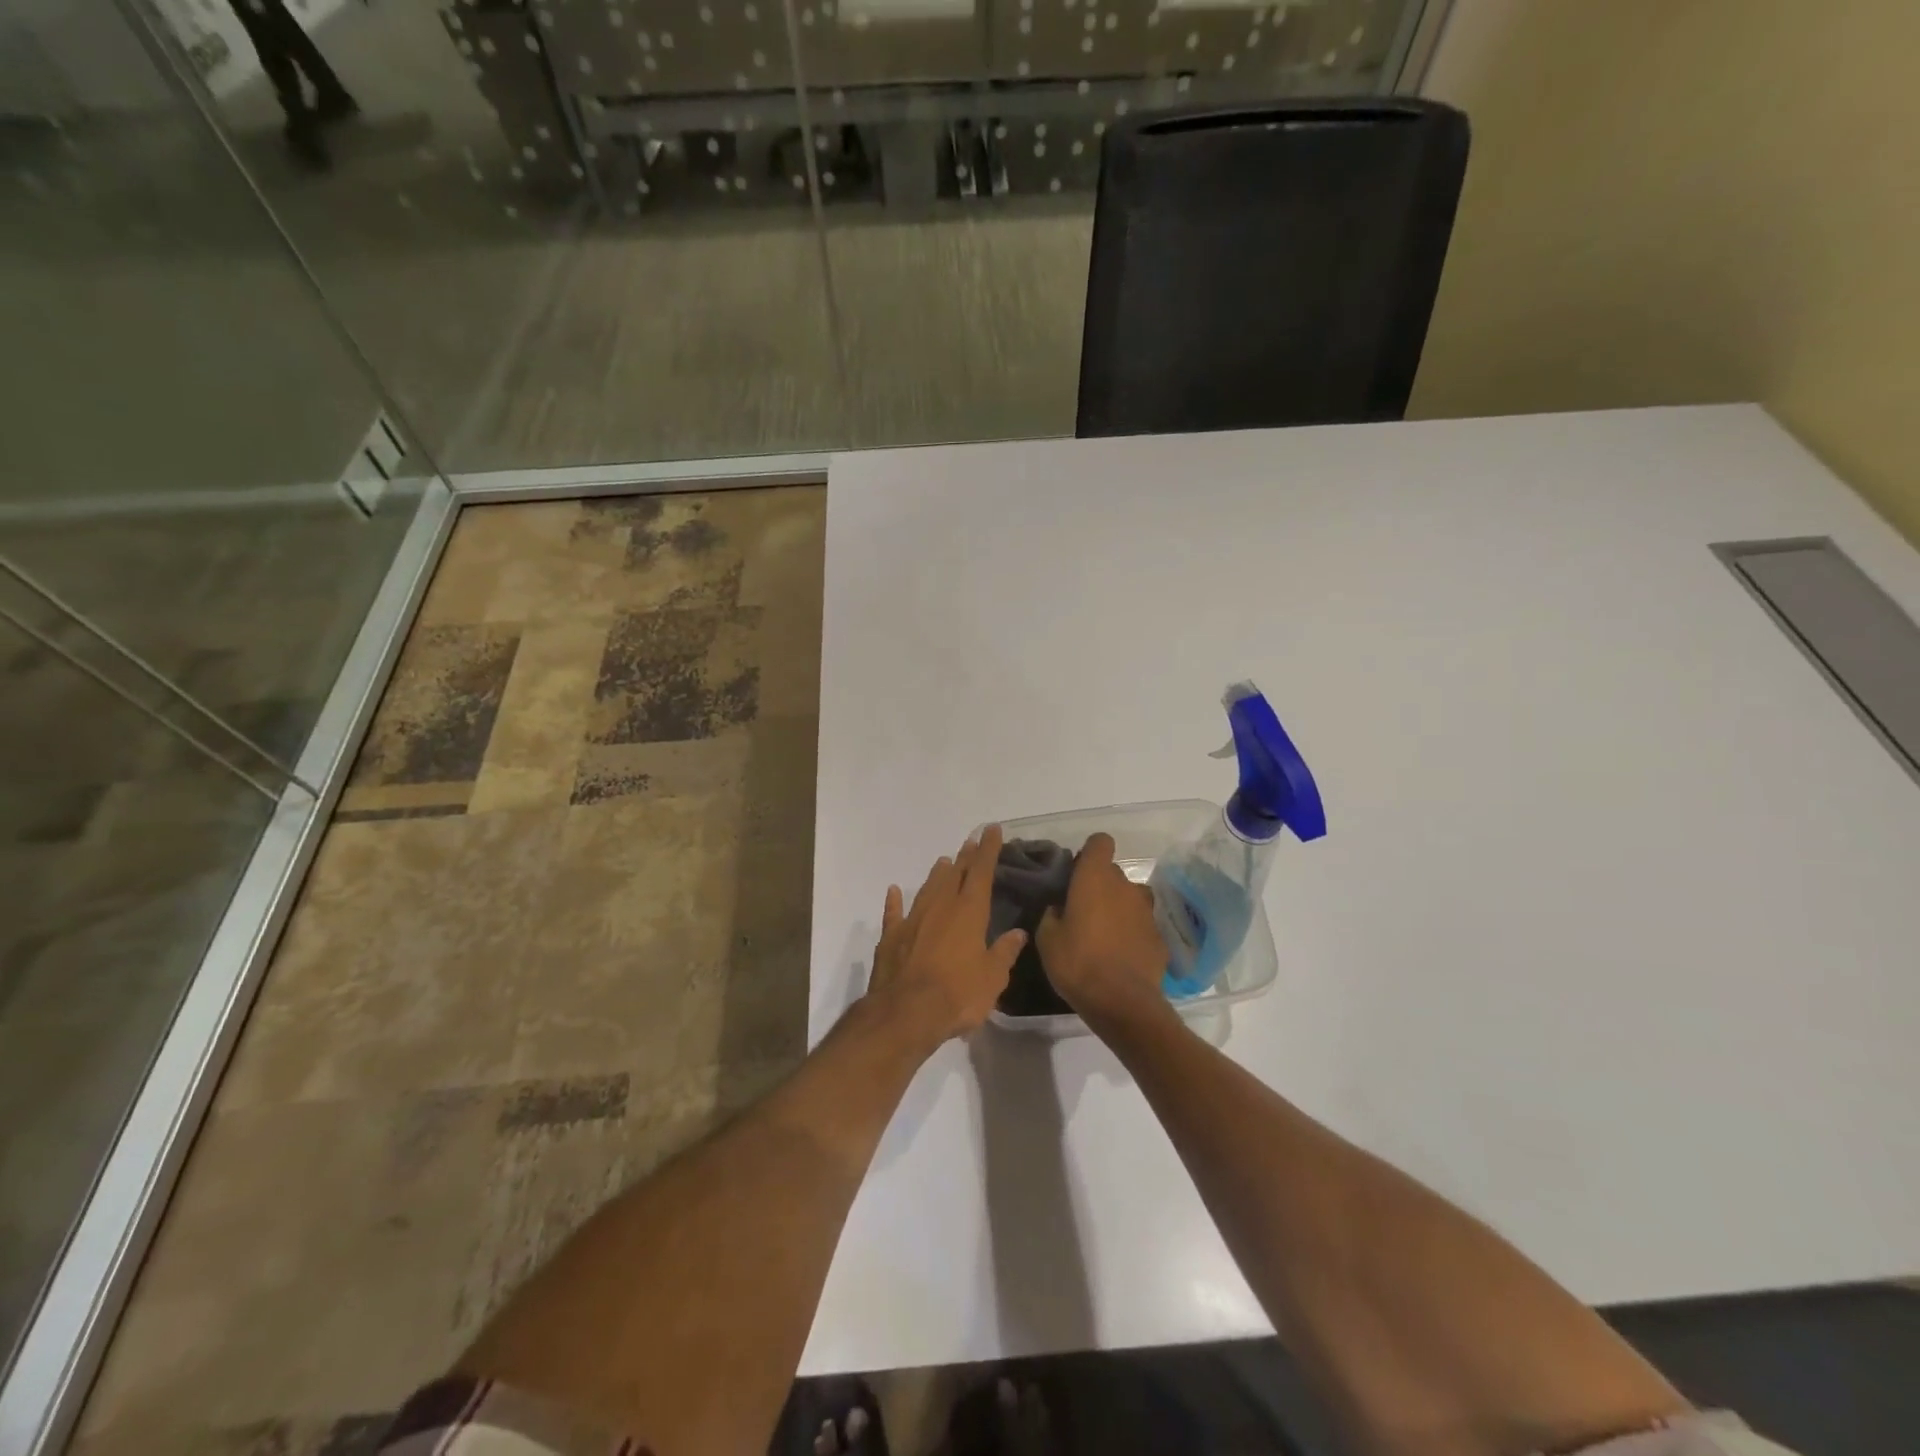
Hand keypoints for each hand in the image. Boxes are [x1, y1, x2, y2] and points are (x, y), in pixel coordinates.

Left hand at [866, 825, 1026, 1048]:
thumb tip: (1017, 933)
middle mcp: (940, 907)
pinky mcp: (891, 937)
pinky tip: (894, 891)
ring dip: (937, 874)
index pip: (981, 871)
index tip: (992, 830)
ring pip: (928, 888)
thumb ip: (1004, 952)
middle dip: (966, 857)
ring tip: (944, 861)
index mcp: (969, 912)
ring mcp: (913, 920)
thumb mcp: (993, 977)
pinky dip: (894, 901)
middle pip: (955, 875)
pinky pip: (894, 913)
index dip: (988, 849)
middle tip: (972, 842)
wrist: (906, 1013)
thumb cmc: (958, 994)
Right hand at [1035, 833, 1169, 1029]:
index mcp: (1095, 878)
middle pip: (1113, 872)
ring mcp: (1146, 911)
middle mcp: (1124, 886)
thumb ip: (1052, 914)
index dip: (1089, 853)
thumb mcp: (1047, 939)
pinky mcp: (1159, 936)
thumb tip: (1059, 908)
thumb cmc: (1077, 963)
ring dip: (1119, 908)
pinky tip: (1121, 956)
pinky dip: (1132, 933)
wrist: (1122, 1002)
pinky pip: (1141, 925)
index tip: (1077, 873)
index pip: (1100, 842)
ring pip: (1130, 898)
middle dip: (1100, 885)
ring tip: (1105, 933)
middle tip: (1082, 911)